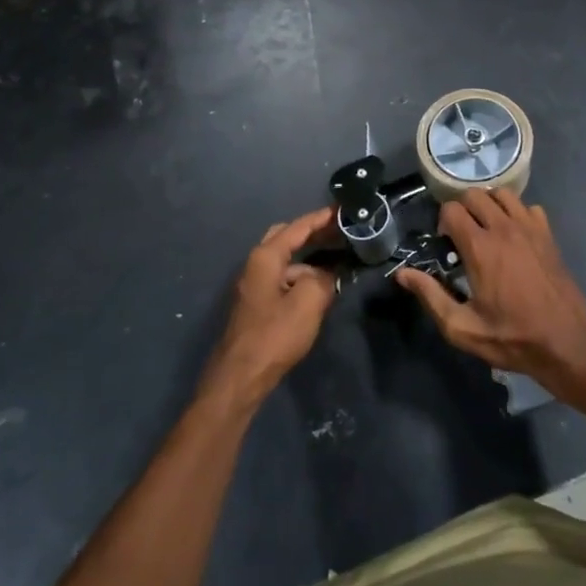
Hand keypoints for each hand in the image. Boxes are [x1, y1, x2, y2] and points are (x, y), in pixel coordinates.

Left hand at [200, 208, 337, 411]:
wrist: (241, 376)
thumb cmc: (275, 334)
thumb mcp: (308, 302)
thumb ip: (323, 279)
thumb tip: (328, 275)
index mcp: (266, 257)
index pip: (298, 227)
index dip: (322, 217)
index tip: (344, 209)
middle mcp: (257, 264)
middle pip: (287, 237)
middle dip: (313, 232)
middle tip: (340, 231)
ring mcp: (255, 284)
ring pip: (287, 261)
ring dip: (311, 258)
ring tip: (339, 260)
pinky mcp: (258, 303)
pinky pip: (285, 278)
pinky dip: (303, 276)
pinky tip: (321, 288)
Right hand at [395, 189, 585, 391]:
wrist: (566, 342)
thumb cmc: (512, 337)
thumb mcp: (462, 327)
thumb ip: (431, 296)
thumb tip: (402, 274)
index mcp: (480, 247)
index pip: (451, 209)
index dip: (442, 222)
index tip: (445, 243)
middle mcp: (504, 228)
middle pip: (474, 194)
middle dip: (462, 208)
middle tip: (462, 235)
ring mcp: (529, 228)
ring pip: (502, 194)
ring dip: (488, 204)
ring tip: (486, 228)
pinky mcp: (547, 234)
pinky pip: (528, 207)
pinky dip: (516, 212)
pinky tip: (514, 234)